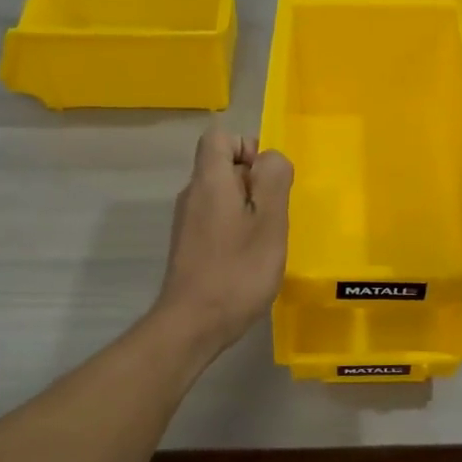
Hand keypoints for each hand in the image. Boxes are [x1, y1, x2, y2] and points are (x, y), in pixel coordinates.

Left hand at [153, 129, 293, 352]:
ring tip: (265, 239)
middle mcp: (192, 195)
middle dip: (254, 181)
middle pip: (221, 165)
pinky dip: (235, 228)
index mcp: (210, 181)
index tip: (267, 178)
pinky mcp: (188, 246)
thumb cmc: (238, 271)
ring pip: (221, 195)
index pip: (219, 137)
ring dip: (248, 208)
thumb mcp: (270, 222)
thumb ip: (273, 180)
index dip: (247, 146)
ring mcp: (186, 222)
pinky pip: (215, 219)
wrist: (193, 325)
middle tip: (274, 215)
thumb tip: (270, 157)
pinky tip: (249, 258)